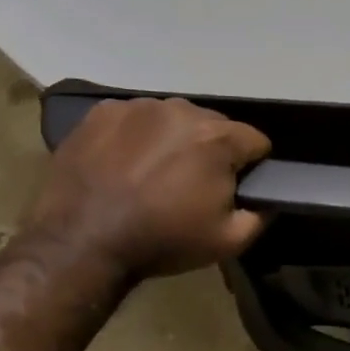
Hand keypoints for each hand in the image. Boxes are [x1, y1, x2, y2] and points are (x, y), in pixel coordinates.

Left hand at [26, 98, 270, 280]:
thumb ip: (261, 216)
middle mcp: (181, 110)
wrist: (81, 243)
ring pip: (174, 119)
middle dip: (213, 150)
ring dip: (175, 140)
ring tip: (156, 174)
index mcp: (218, 138)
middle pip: (215, 125)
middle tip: (193, 185)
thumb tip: (268, 200)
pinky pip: (135, 119)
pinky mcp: (101, 113)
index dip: (252, 166)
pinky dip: (137, 136)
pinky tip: (125, 164)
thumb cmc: (163, 241)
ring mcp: (137, 107)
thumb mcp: (229, 241)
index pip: (256, 141)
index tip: (236, 188)